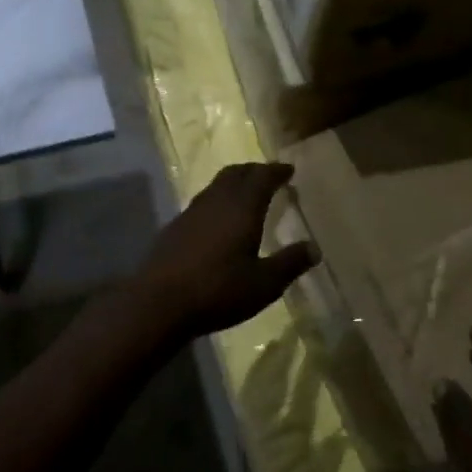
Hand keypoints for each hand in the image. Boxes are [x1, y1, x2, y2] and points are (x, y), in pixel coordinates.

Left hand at [134, 163, 316, 338]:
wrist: (158, 302)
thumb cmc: (218, 290)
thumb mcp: (264, 284)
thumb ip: (290, 263)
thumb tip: (314, 248)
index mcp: (242, 207)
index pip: (262, 177)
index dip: (277, 171)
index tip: (289, 169)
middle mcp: (216, 201)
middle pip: (236, 173)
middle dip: (254, 171)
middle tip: (268, 176)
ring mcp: (191, 212)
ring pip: (216, 185)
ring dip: (234, 183)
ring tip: (246, 194)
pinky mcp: (174, 227)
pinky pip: (202, 202)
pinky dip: (217, 200)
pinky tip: (218, 221)